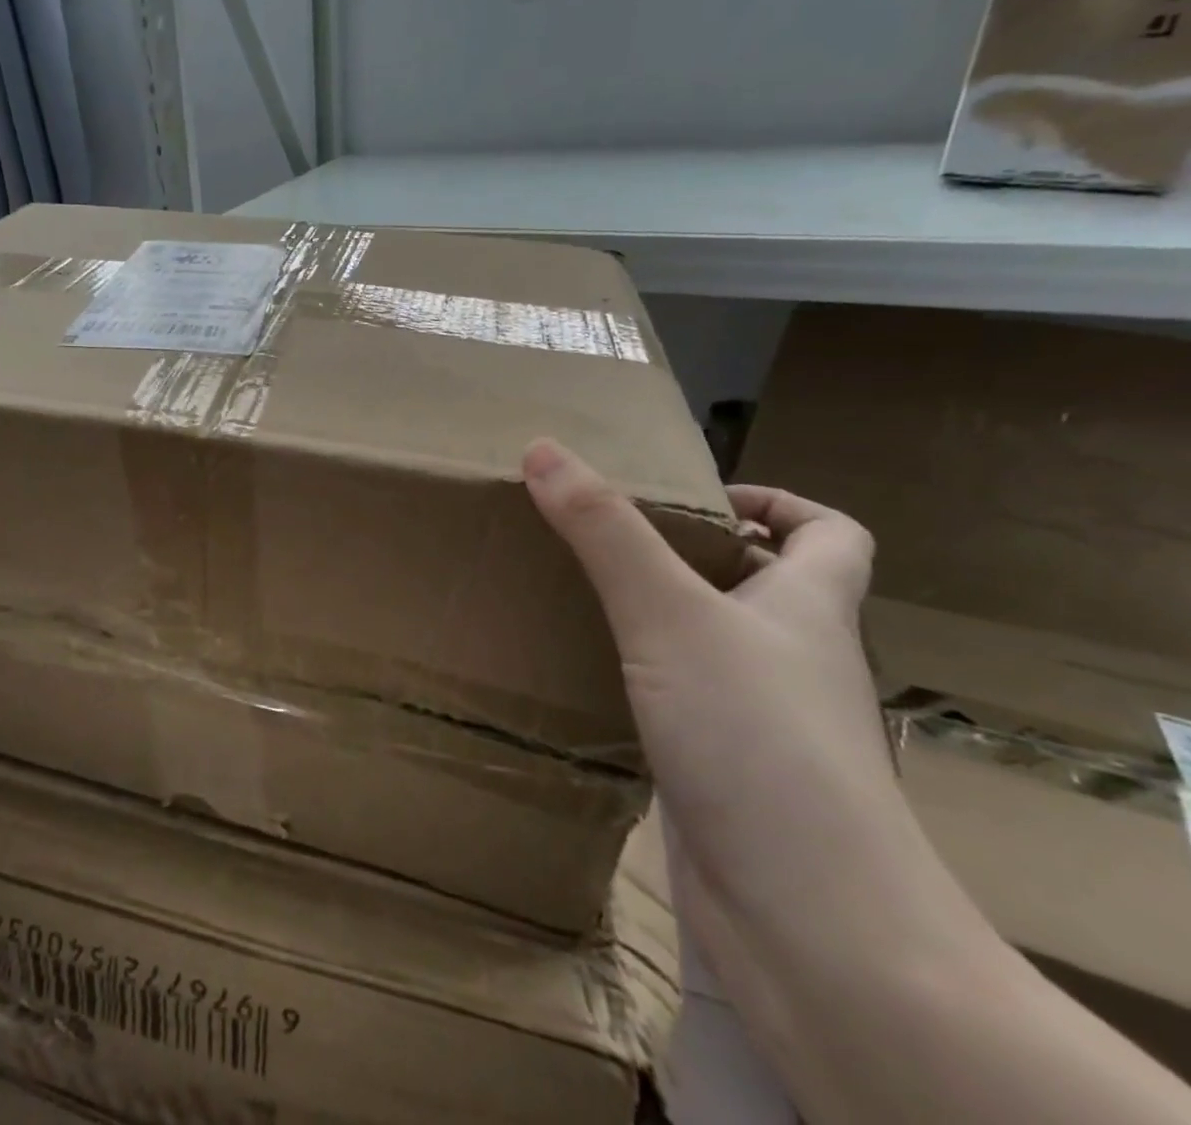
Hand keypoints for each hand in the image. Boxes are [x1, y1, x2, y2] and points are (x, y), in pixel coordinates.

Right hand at [522, 440, 917, 1024]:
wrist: (811, 926)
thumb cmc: (757, 742)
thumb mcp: (669, 614)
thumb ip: (604, 531)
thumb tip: (543, 448)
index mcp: (808, 611)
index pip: (832, 534)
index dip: (777, 502)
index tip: (696, 498)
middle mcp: (792, 661)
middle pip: (763, 586)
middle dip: (692, 554)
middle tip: (607, 539)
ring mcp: (761, 722)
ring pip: (714, 646)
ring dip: (659, 617)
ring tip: (579, 595)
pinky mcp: (725, 773)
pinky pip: (683, 702)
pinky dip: (642, 679)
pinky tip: (585, 676)